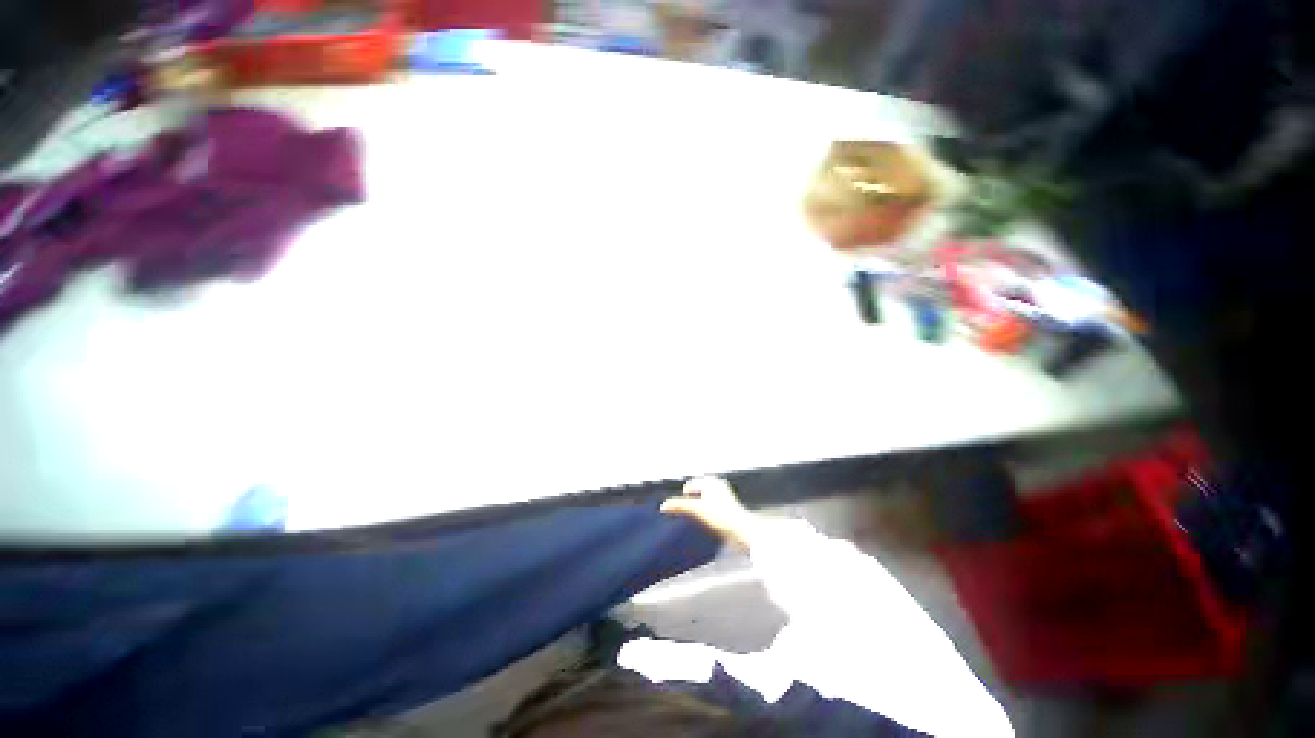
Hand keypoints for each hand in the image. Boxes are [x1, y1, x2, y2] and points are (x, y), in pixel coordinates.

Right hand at [661, 475, 754, 546]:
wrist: (742, 530)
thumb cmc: (722, 516)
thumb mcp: (696, 509)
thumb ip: (679, 506)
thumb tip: (663, 505)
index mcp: (711, 482)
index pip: (691, 485)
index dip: (683, 495)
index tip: (677, 505)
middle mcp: (718, 486)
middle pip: (698, 491)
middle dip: (690, 499)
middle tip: (684, 510)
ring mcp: (724, 497)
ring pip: (705, 500)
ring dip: (698, 507)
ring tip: (694, 517)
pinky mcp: (728, 509)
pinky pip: (711, 508)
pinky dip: (705, 513)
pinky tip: (705, 523)